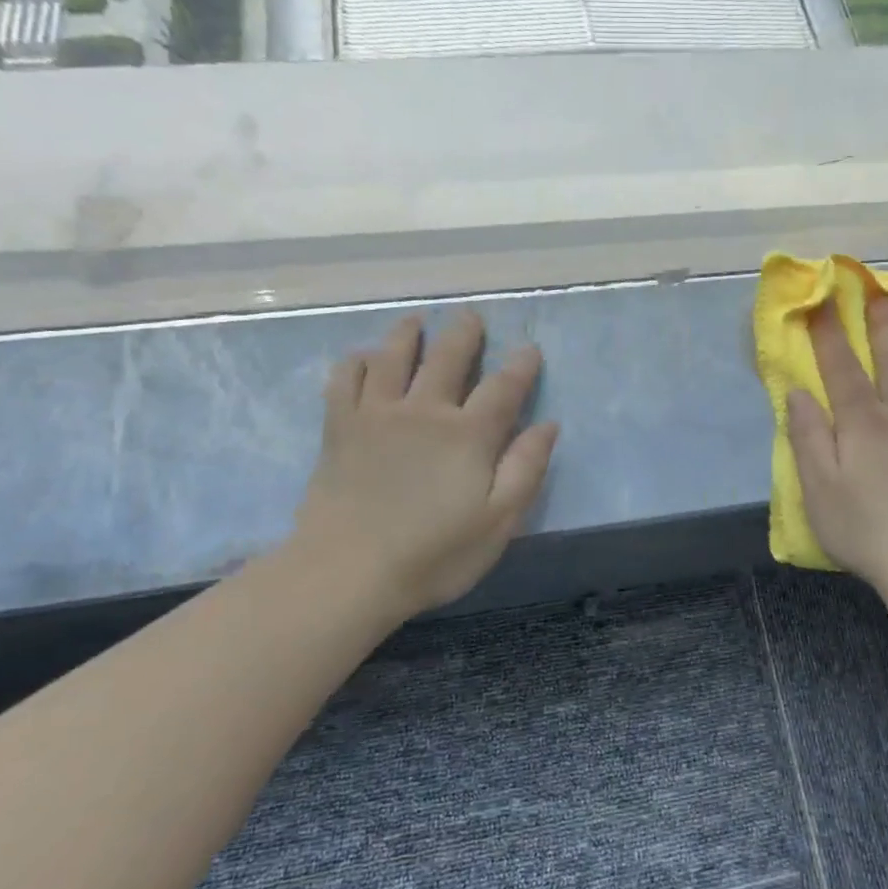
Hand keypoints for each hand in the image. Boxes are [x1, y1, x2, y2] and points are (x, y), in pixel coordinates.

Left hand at [287, 311, 558, 620]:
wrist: (348, 572)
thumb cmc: (434, 554)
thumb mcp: (498, 522)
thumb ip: (525, 469)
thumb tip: (547, 425)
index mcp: (468, 435)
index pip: (503, 388)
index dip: (520, 366)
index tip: (529, 349)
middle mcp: (424, 411)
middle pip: (447, 358)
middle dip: (463, 334)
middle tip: (470, 315)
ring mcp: (377, 415)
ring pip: (393, 358)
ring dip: (407, 334)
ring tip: (416, 320)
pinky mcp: (340, 428)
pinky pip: (345, 380)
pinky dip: (355, 362)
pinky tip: (362, 357)